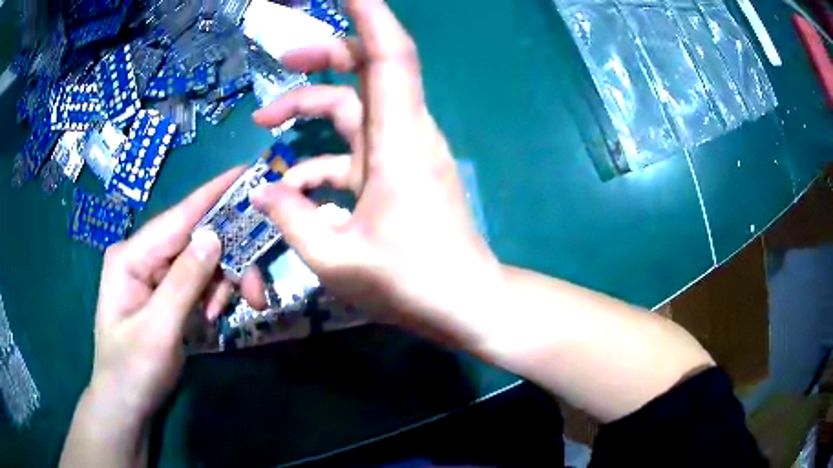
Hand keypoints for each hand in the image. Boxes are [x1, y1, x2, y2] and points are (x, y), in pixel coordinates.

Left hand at [87, 169, 244, 422]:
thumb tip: (214, 236)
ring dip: (221, 283)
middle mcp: (143, 256)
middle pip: (195, 240)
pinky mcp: (165, 290)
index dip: (214, 194)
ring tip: (223, 314)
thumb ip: (184, 282)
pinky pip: (198, 280)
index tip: (248, 171)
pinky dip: (213, 294)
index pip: (178, 217)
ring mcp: (154, 273)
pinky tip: (213, 316)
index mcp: (131, 256)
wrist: (126, 404)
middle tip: (255, 293)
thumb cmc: (133, 370)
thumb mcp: (158, 331)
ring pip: (202, 261)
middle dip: (227, 262)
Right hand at [248, 0, 500, 345]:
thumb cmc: (412, 284)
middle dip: (325, 54)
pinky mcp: (397, 175)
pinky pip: (354, 150)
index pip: (389, 55)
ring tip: (265, 124)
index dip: (370, 15)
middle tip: (282, 60)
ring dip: (311, 106)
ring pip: (355, 108)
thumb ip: (292, 219)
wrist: (466, 304)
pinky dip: (321, 156)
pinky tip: (291, 185)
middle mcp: (405, 134)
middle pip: (369, 69)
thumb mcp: (336, 258)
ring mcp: (402, 154)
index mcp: (398, 141)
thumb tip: (262, 191)